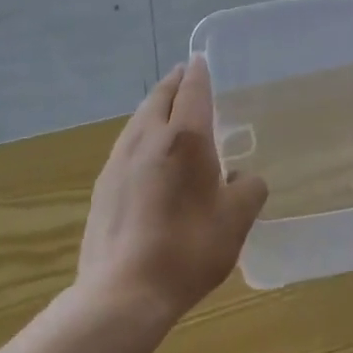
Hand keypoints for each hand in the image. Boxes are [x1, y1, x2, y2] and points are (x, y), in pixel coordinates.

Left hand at [77, 56, 268, 324]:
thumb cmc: (188, 249)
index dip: (198, 73)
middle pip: (159, 97)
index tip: (200, 60)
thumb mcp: (236, 221)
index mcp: (185, 138)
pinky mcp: (103, 185)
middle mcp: (148, 138)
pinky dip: (141, 133)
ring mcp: (119, 161)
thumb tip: (243, 178)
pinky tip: (147, 153)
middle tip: (185, 76)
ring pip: (138, 119)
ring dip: (154, 106)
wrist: (123, 291)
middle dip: (174, 83)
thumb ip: (249, 190)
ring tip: (166, 108)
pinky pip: (126, 144)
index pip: (192, 91)